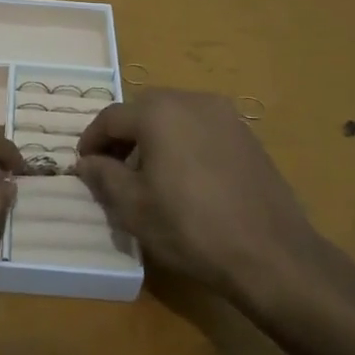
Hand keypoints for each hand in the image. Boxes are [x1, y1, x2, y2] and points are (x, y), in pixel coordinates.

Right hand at [75, 88, 338, 304]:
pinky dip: (182, 143)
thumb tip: (87, 162)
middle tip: (111, 168)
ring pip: (175, 116)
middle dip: (123, 136)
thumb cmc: (191, 227)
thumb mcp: (133, 207)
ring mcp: (226, 116)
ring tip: (147, 175)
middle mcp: (193, 101)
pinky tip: (184, 178)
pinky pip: (201, 129)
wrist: (270, 253)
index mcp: (159, 112)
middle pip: (144, 110)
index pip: (111, 117)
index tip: (83, 165)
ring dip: (153, 138)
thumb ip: (103, 176)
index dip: (91, 140)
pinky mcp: (247, 136)